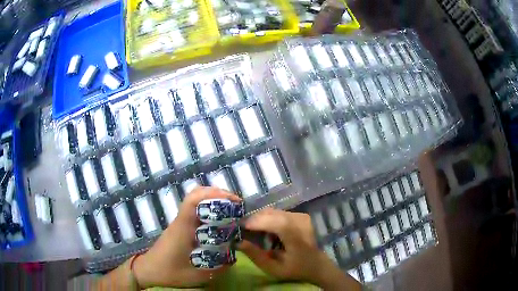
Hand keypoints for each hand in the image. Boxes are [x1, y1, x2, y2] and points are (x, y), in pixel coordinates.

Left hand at [132, 187, 240, 287]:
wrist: (149, 270)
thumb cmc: (169, 272)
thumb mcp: (197, 275)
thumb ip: (218, 268)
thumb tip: (235, 257)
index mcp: (183, 227)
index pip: (193, 200)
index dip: (213, 195)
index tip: (233, 202)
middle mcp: (181, 220)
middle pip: (196, 194)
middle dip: (218, 195)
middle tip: (237, 206)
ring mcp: (180, 222)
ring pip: (195, 200)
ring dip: (214, 200)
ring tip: (231, 211)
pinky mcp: (180, 226)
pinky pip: (195, 210)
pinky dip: (208, 209)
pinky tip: (219, 222)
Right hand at [239, 208, 360, 289]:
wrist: (317, 265)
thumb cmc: (296, 269)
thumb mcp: (274, 268)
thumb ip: (256, 255)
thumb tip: (238, 242)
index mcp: (294, 234)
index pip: (272, 221)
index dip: (254, 222)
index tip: (238, 227)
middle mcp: (298, 220)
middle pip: (270, 213)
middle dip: (254, 220)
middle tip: (242, 231)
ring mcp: (300, 216)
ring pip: (273, 212)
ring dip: (261, 220)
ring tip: (253, 233)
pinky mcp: (300, 215)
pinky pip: (279, 214)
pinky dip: (269, 220)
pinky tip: (267, 232)